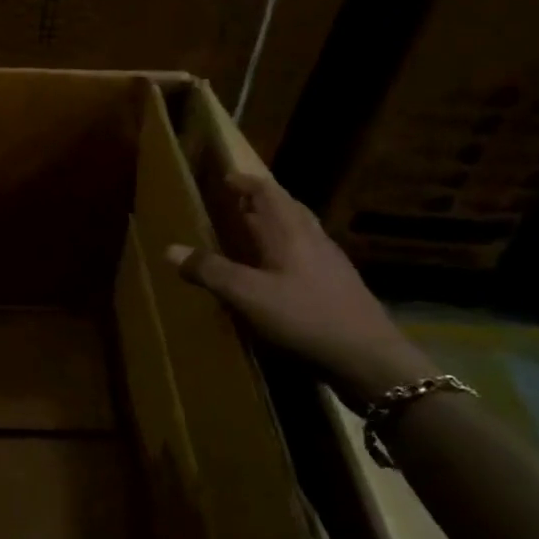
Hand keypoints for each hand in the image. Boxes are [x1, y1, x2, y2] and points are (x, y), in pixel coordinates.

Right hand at [165, 172, 435, 409]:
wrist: (369, 360)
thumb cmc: (304, 318)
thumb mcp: (247, 295)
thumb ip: (210, 270)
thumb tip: (170, 249)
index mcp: (291, 233)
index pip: (269, 193)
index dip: (247, 183)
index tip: (227, 178)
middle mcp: (313, 241)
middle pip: (288, 210)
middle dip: (261, 203)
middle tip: (236, 205)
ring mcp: (331, 265)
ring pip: (300, 234)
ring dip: (275, 228)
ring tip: (252, 237)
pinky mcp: (339, 289)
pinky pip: (307, 257)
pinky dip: (286, 254)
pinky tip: (276, 276)